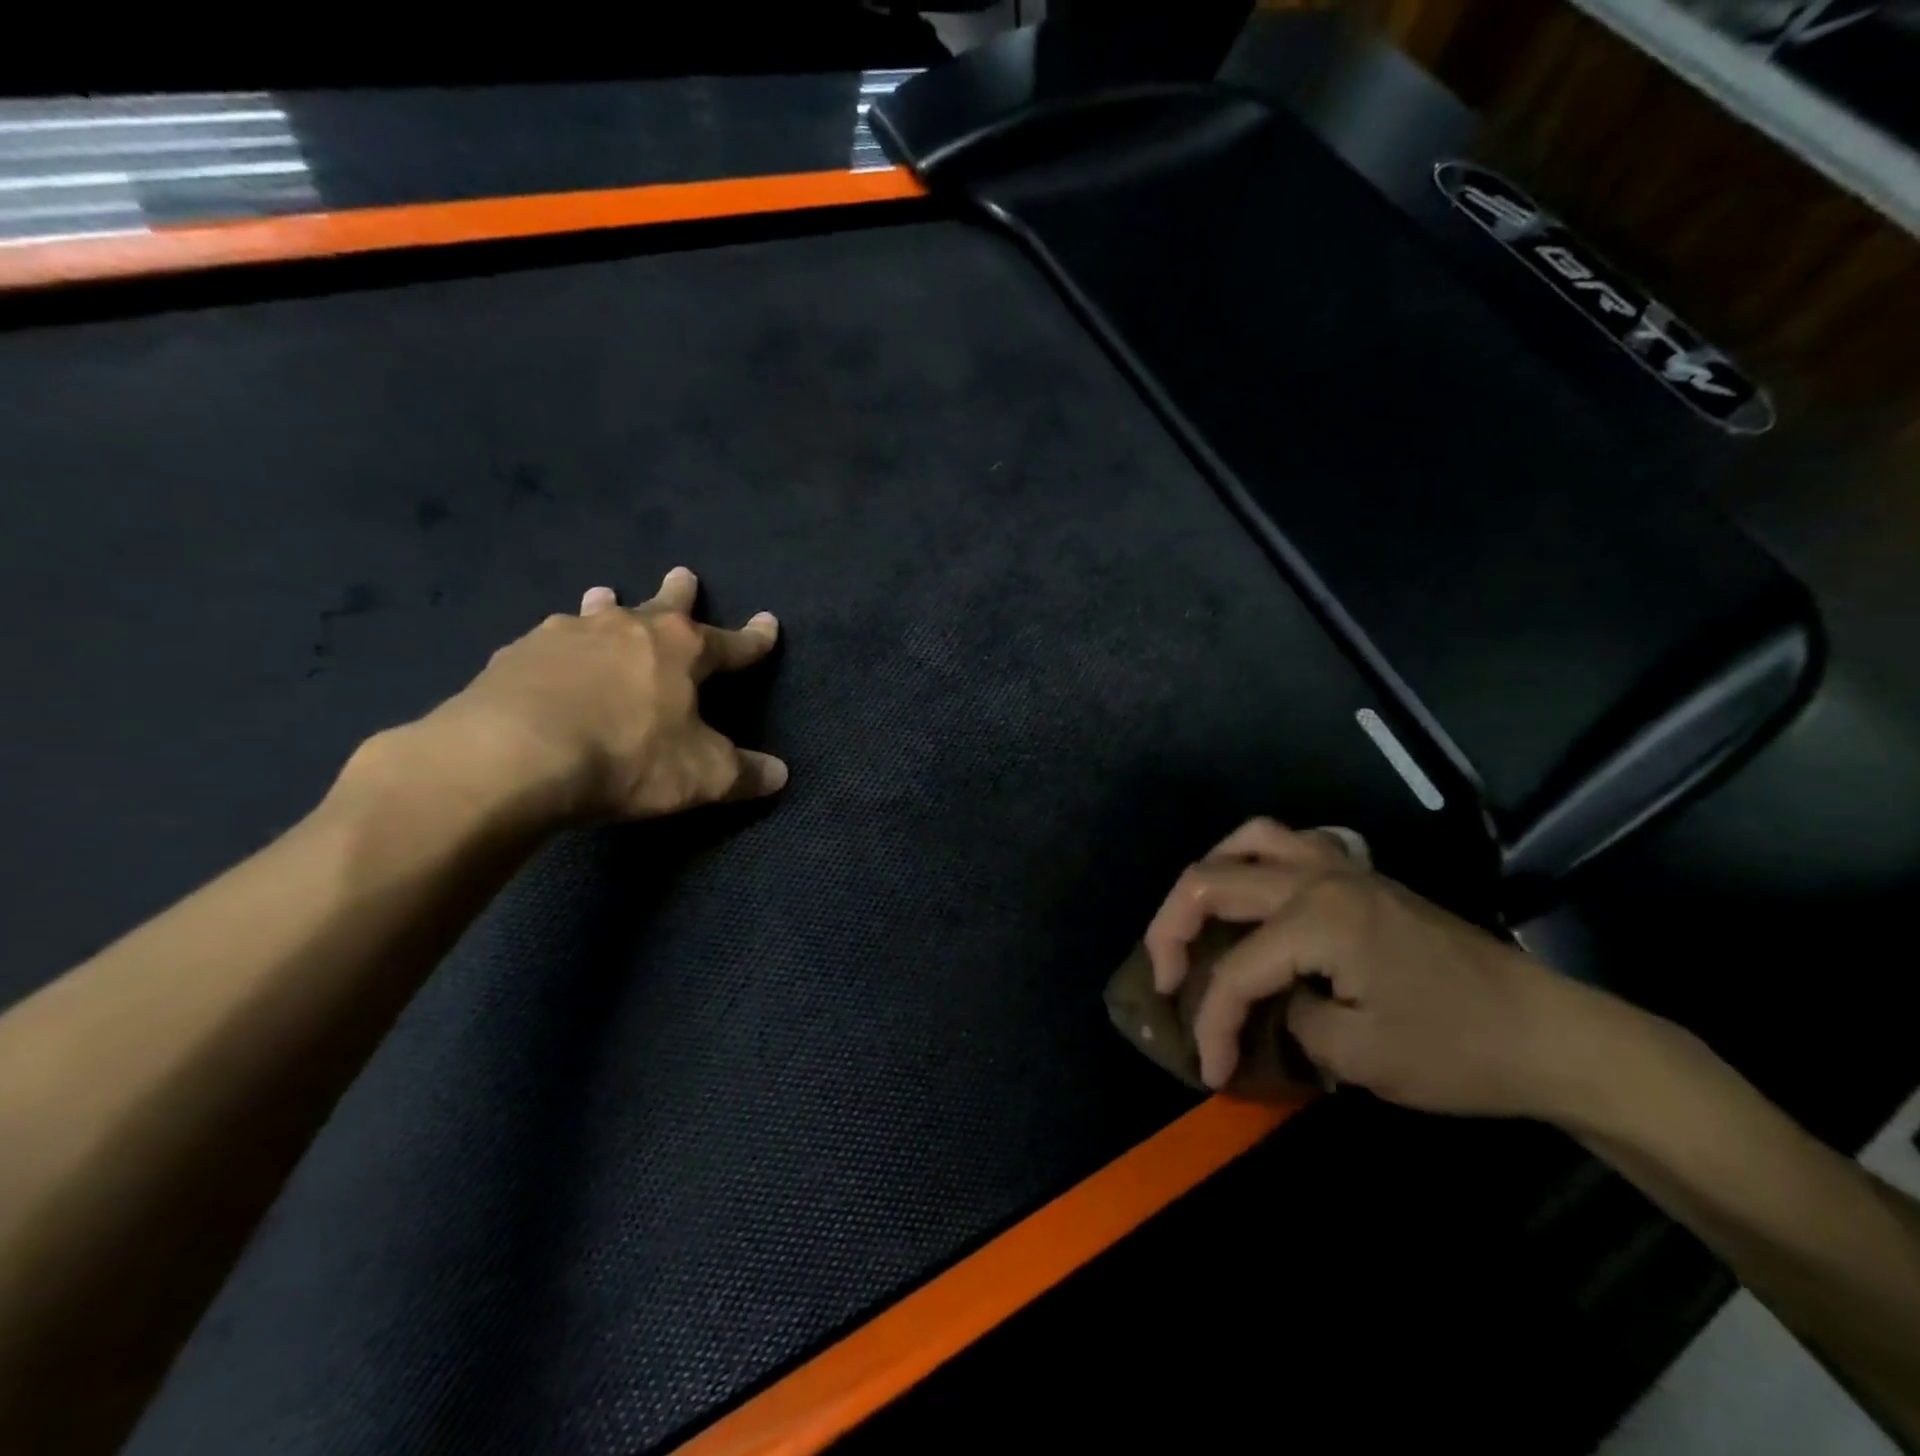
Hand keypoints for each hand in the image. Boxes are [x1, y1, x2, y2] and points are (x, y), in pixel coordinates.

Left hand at [398, 567, 787, 823]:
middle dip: (679, 592)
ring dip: (607, 606)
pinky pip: (548, 642)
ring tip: (604, 595)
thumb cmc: (627, 756)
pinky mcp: (516, 654)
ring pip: (597, 613)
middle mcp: (627, 629)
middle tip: (684, 573)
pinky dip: (559, 645)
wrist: (512, 756)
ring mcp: (567, 636)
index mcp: (680, 649)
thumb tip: (780, 775)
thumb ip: (743, 774)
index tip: (769, 624)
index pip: (731, 643)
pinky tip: (548, 654)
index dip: (754, 639)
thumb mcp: (700, 775)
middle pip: (663, 606)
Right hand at [1144, 818, 1580, 1116]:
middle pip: (1211, 882)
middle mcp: (1318, 877)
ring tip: (1195, 920)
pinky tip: (1255, 895)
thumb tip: (1263, 1005)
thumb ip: (1286, 1021)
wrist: (1551, 1033)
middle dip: (1172, 934)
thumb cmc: (1458, 1050)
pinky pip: (1290, 843)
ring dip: (1207, 876)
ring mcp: (1342, 867)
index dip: (1210, 1022)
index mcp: (1316, 920)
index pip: (1235, 971)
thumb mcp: (1359, 1057)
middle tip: (1165, 981)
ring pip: (1247, 840)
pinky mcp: (1361, 875)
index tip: (1209, 1070)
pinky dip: (1254, 859)